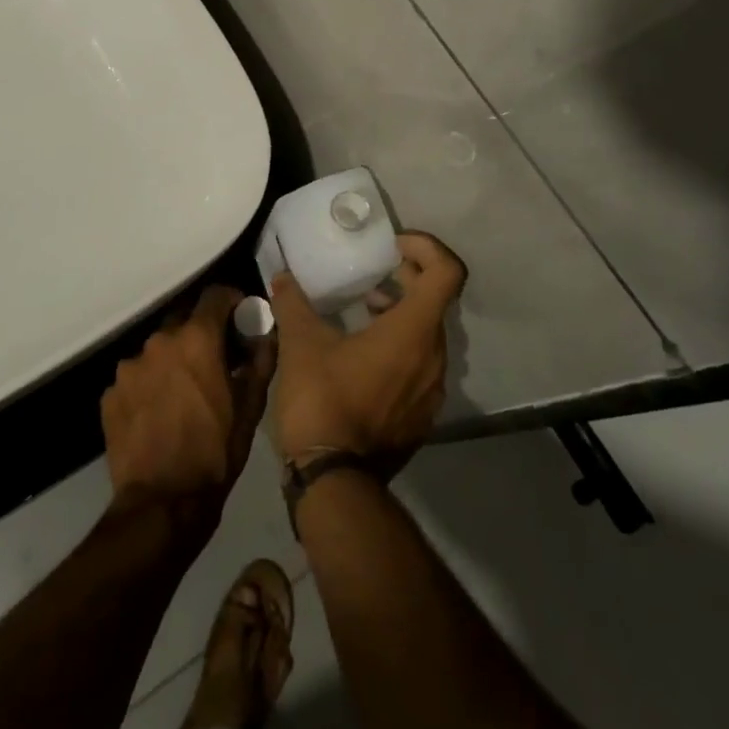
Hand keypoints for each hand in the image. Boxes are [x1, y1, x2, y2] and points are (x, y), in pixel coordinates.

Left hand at [101, 285, 276, 534]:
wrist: (163, 505)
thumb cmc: (216, 452)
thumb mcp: (251, 407)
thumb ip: (261, 358)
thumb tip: (266, 331)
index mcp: (196, 338)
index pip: (216, 294)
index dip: (232, 302)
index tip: (241, 319)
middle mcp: (159, 341)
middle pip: (183, 320)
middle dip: (201, 333)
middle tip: (214, 361)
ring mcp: (129, 368)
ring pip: (158, 350)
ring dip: (173, 361)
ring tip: (183, 393)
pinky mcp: (110, 394)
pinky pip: (136, 378)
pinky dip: (150, 386)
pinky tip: (158, 414)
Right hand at [269, 231, 466, 478]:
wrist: (333, 481)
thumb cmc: (322, 399)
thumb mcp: (301, 343)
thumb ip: (293, 303)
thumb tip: (281, 277)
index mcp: (414, 331)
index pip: (447, 272)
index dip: (426, 248)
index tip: (393, 247)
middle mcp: (434, 357)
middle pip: (436, 301)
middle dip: (408, 279)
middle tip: (375, 276)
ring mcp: (432, 391)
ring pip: (428, 335)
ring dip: (403, 314)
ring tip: (366, 312)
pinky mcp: (422, 417)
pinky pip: (421, 366)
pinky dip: (402, 347)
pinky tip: (364, 356)